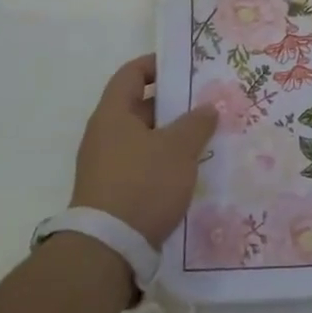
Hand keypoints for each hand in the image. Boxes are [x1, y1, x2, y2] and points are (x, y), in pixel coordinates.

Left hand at [71, 55, 218, 246]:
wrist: (109, 248)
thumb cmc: (143, 184)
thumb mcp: (178, 148)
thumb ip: (196, 123)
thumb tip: (207, 108)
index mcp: (113, 114)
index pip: (132, 74)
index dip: (156, 65)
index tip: (185, 66)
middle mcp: (104, 135)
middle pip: (139, 107)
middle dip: (173, 105)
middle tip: (206, 104)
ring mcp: (106, 165)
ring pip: (144, 138)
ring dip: (171, 136)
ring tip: (205, 138)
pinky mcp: (113, 192)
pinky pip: (142, 164)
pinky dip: (163, 161)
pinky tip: (189, 171)